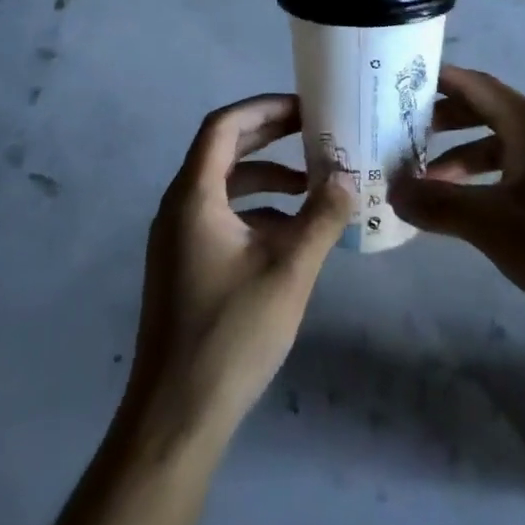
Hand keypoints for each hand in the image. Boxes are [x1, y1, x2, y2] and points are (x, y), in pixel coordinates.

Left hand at [125, 95, 352, 439]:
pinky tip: (292, 232)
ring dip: (266, 176)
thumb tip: (348, 176)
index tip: (304, 107)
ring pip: (223, 186)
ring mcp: (177, 238)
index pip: (224, 126)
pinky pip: (221, 216)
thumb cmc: (230, 334)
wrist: (175, 417)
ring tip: (311, 182)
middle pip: (222, 150)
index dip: (264, 108)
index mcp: (193, 196)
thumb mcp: (289, 270)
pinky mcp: (184, 265)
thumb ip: (321, 217)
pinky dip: (256, 210)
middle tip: (312, 129)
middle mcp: (178, 207)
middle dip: (268, 136)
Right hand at [391, 67, 524, 329]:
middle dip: (440, 121)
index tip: (396, 84)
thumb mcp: (493, 224)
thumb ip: (439, 205)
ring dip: (458, 157)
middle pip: (482, 111)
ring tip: (423, 181)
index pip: (474, 84)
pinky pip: (510, 172)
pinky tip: (462, 209)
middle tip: (400, 134)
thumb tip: (393, 191)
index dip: (436, 81)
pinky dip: (481, 181)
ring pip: (495, 145)